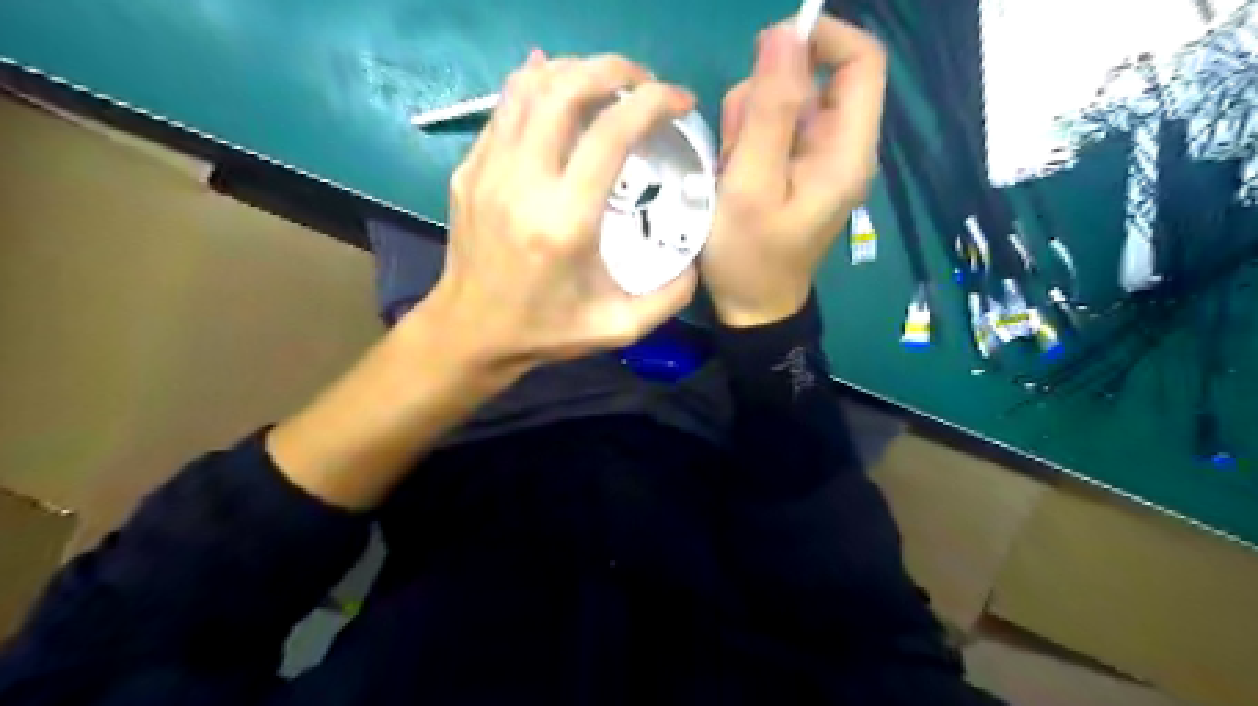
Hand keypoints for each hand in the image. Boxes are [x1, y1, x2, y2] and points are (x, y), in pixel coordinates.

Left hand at [418, 49, 696, 376]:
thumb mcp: (619, 328)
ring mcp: (488, 171)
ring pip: (528, 88)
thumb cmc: (546, 331)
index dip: (653, 102)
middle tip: (643, 82)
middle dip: (613, 69)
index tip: (678, 100)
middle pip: (565, 90)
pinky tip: (557, 87)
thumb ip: (669, 296)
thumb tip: (697, 259)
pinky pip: (503, 109)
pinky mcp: (469, 171)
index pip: (611, 133)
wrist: (471, 333)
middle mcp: (523, 184)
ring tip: (605, 83)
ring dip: (573, 71)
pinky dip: (534, 85)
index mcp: (565, 221)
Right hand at [704, 13, 887, 324]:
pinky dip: (745, 144)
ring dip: (747, 125)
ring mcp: (817, 161)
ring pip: (783, 106)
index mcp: (847, 150)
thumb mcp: (751, 184)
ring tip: (730, 172)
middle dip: (763, 99)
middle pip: (811, 82)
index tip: (766, 46)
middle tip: (735, 145)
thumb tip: (785, 33)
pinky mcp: (796, 172)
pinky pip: (771, 133)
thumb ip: (769, 110)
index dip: (821, 37)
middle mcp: (841, 148)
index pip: (860, 60)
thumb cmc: (750, 257)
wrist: (753, 310)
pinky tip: (733, 179)